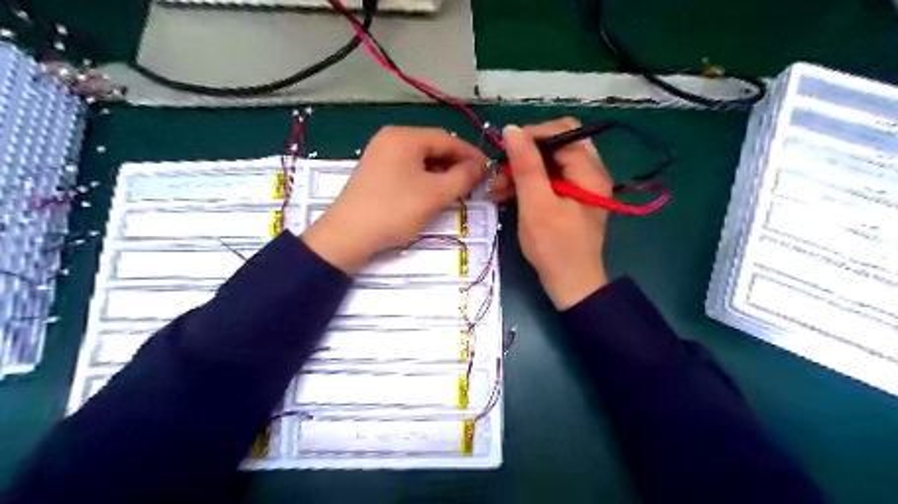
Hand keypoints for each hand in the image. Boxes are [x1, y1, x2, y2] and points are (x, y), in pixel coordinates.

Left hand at [302, 128, 487, 273]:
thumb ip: (464, 177)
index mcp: (405, 137)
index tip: (489, 171)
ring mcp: (381, 154)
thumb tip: (482, 166)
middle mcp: (391, 138)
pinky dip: (425, 179)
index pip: (448, 139)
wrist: (348, 236)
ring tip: (458, 191)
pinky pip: (408, 169)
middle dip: (456, 165)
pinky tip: (434, 194)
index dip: (471, 155)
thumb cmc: (395, 210)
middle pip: (434, 147)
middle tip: (475, 183)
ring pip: (421, 159)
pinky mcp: (376, 172)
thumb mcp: (436, 194)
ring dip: (442, 173)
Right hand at [490, 119, 609, 307]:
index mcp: (589, 170)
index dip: (532, 135)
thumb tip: (512, 129)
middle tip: (501, 171)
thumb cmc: (554, 246)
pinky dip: (527, 185)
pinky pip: (547, 181)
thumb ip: (525, 165)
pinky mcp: (569, 199)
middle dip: (524, 155)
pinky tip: (506, 195)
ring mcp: (580, 186)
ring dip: (522, 172)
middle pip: (555, 146)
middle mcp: (589, 172)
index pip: (562, 132)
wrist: (570, 284)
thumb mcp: (536, 204)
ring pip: (548, 164)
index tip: (505, 151)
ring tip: (496, 189)